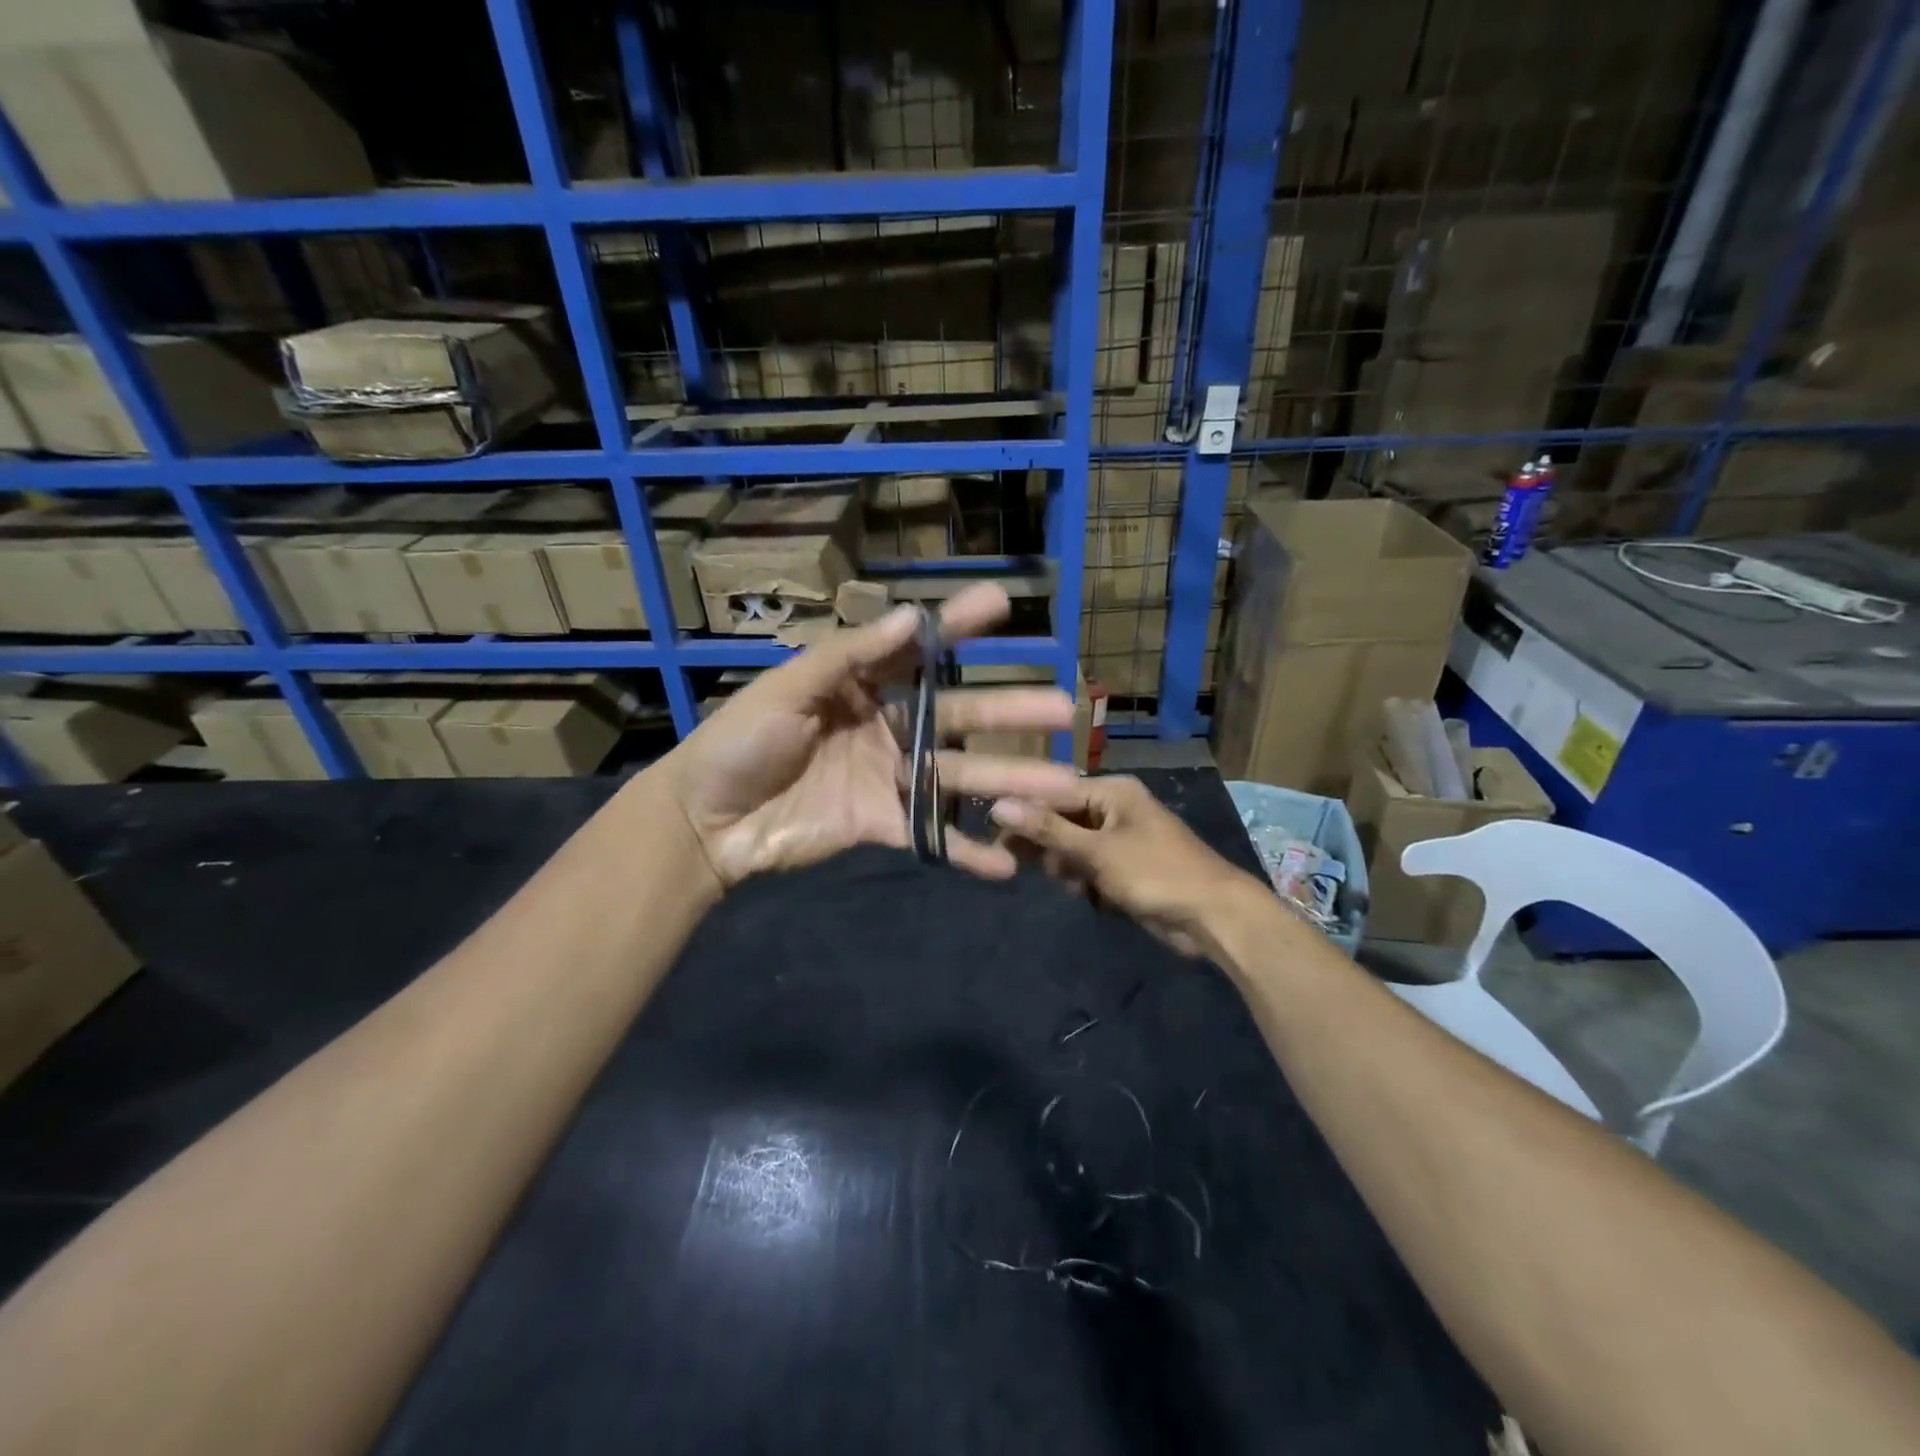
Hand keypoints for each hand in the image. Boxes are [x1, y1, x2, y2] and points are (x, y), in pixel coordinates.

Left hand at [662, 583, 1088, 888]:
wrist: (705, 822)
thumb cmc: (740, 742)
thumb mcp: (788, 688)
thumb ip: (849, 656)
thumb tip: (911, 617)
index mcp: (861, 684)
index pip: (919, 650)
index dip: (958, 628)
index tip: (1002, 606)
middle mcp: (887, 726)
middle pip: (958, 717)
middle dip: (1010, 712)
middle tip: (1064, 708)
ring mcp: (890, 777)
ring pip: (959, 776)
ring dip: (1010, 782)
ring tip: (1062, 787)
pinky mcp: (883, 825)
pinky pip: (932, 836)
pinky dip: (967, 852)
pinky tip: (1009, 864)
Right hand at [988, 775, 1268, 953]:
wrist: (1213, 917)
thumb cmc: (1156, 873)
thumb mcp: (1097, 851)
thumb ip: (1047, 830)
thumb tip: (997, 806)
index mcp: (1112, 792)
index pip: (1053, 793)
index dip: (1022, 811)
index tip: (990, 831)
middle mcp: (1114, 809)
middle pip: (1061, 820)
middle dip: (1044, 843)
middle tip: (1013, 864)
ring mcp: (1120, 840)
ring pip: (1071, 847)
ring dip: (1065, 866)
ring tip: (1072, 884)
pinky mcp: (1124, 868)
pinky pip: (1088, 868)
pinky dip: (1083, 881)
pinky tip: (1087, 895)